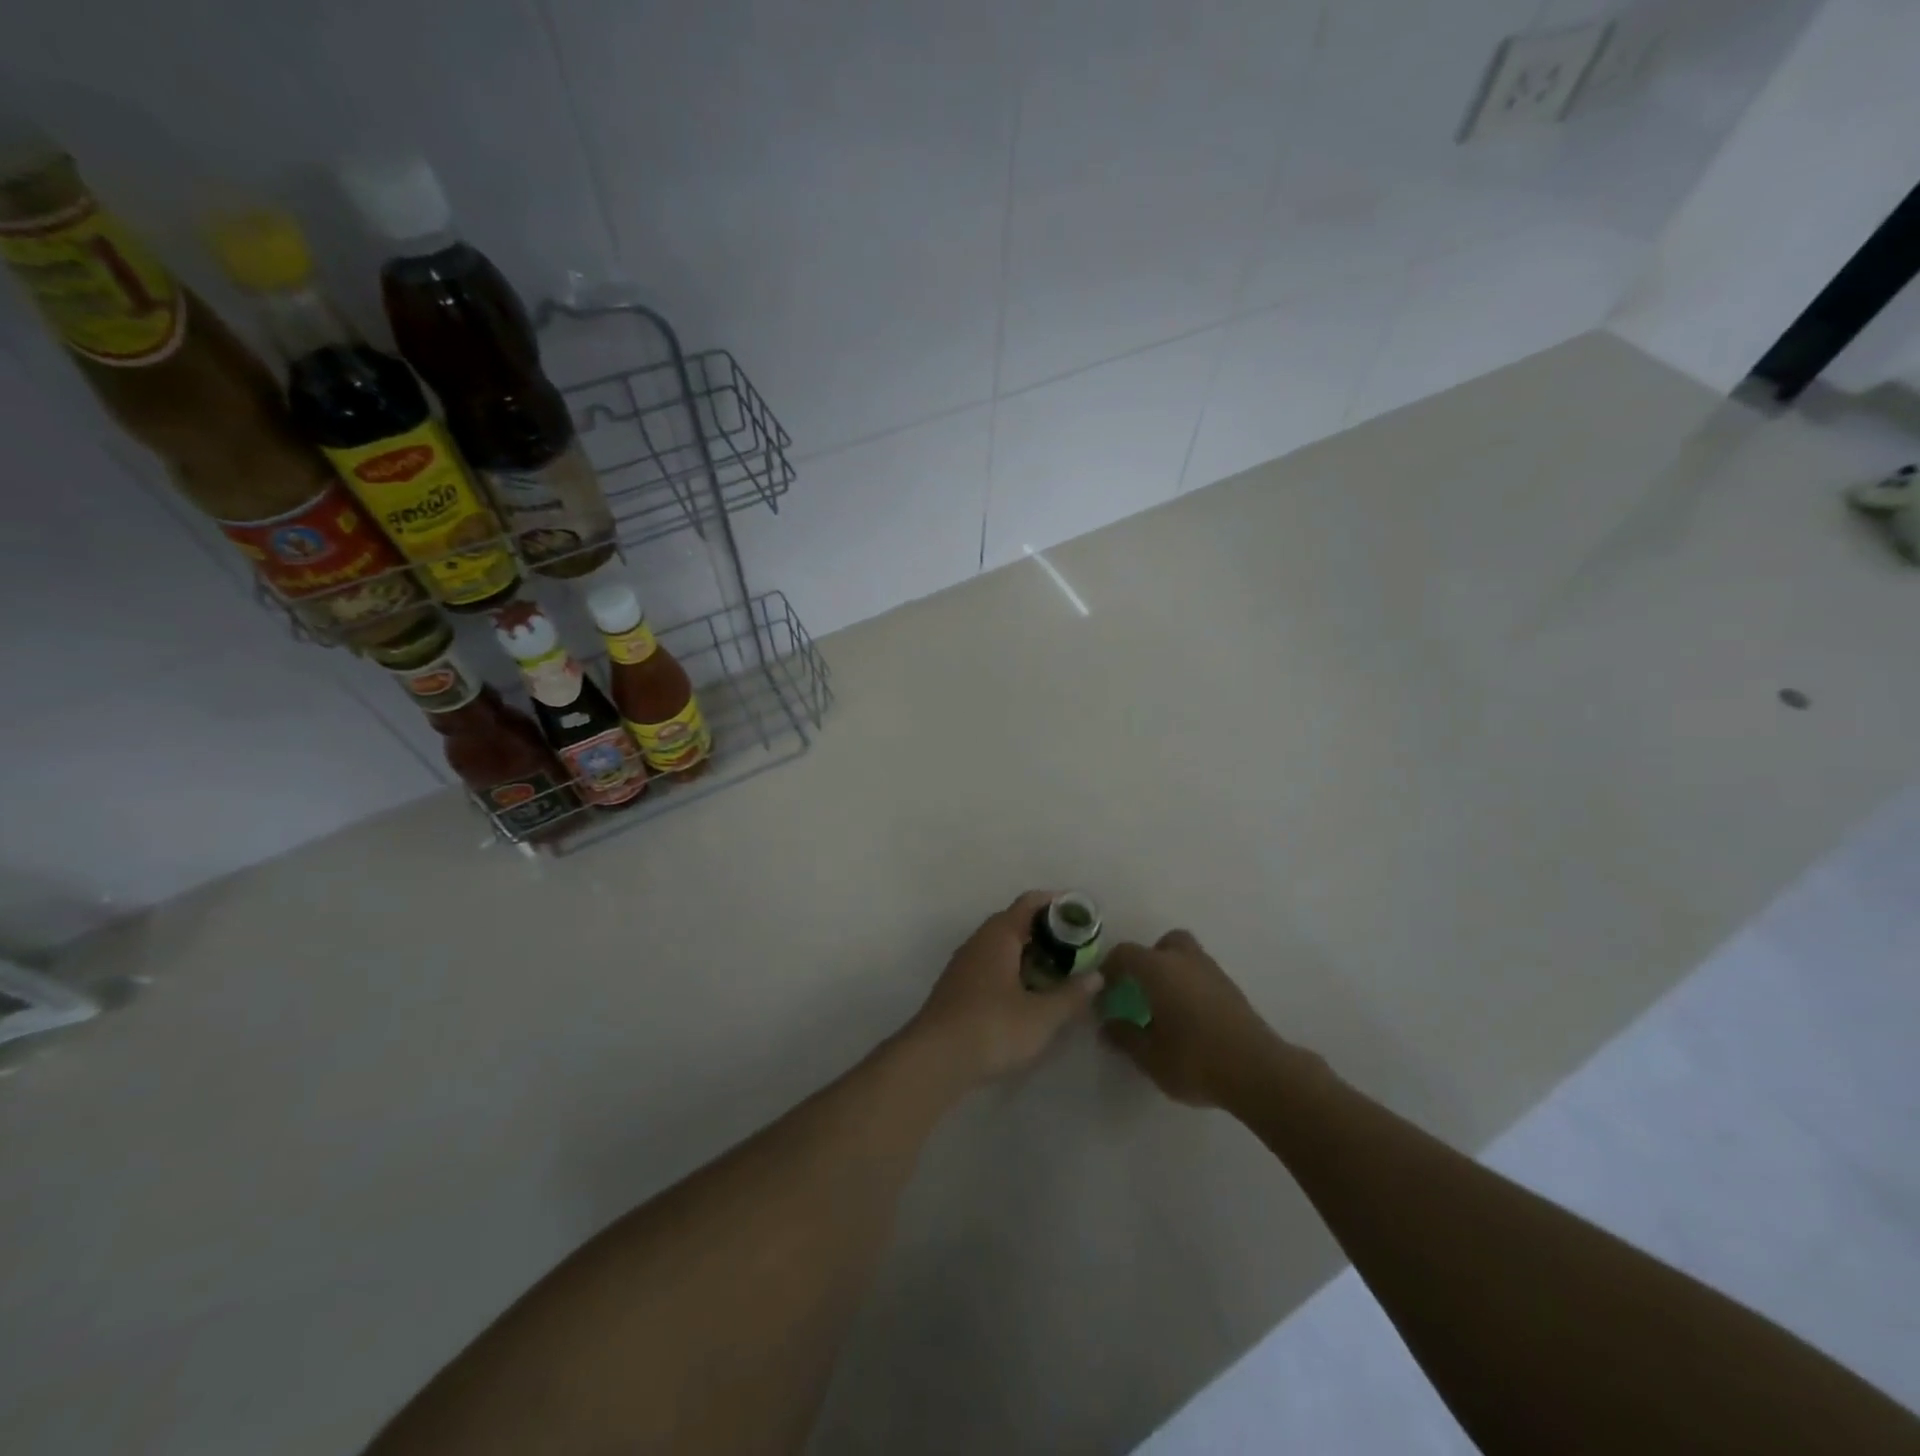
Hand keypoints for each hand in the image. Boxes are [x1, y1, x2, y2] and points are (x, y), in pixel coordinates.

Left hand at [906, 891, 1102, 1086]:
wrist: (935, 1059)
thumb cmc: (993, 1028)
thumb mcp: (1042, 1016)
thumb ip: (1071, 994)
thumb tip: (1096, 976)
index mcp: (999, 935)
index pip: (1030, 903)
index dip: (1057, 905)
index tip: (1082, 916)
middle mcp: (979, 941)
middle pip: (1016, 923)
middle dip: (1048, 933)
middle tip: (1077, 951)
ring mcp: (965, 964)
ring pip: (1003, 947)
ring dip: (1030, 955)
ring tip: (1058, 975)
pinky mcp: (958, 987)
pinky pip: (992, 966)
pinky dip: (1014, 972)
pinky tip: (1028, 996)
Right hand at [1100, 929, 1292, 1108]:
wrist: (1258, 1072)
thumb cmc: (1195, 1060)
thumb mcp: (1149, 1056)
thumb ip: (1124, 1037)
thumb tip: (1107, 1026)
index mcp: (1159, 969)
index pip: (1125, 953)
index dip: (1109, 968)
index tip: (1104, 991)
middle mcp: (1185, 961)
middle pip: (1164, 944)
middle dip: (1148, 960)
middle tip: (1141, 989)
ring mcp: (1213, 973)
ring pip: (1187, 958)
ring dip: (1172, 973)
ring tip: (1165, 1007)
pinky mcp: (1233, 991)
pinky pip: (1202, 976)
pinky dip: (1191, 987)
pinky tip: (1189, 1018)